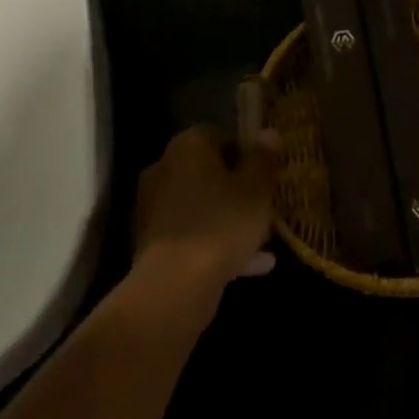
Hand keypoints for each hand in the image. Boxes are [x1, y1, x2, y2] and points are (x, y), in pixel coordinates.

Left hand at [131, 126, 279, 298]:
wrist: (175, 285)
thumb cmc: (222, 222)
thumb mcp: (257, 188)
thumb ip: (264, 158)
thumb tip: (268, 133)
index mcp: (187, 147)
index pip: (220, 135)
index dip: (247, 151)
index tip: (267, 173)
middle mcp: (163, 170)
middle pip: (209, 172)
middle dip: (237, 188)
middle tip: (265, 205)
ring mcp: (153, 208)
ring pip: (201, 206)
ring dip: (228, 218)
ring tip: (262, 240)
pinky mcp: (151, 244)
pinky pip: (192, 235)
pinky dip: (215, 243)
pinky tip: (249, 265)